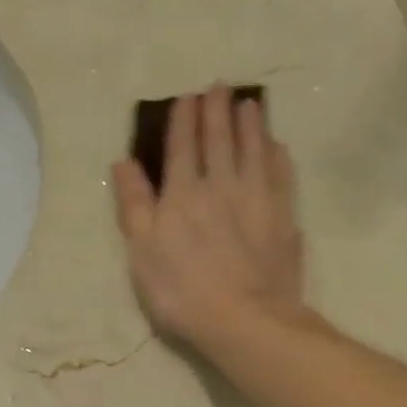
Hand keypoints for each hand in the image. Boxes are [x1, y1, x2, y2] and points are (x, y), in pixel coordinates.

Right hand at [111, 86, 305, 349]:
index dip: (183, 120)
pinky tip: (278, 146)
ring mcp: (257, 200)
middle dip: (218, 111)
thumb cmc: (182, 291)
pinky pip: (282, 176)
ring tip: (250, 103)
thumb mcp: (142, 252)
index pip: (181, 147)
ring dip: (251, 124)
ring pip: (254, 150)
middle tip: (220, 86)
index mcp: (182, 194)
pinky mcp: (283, 218)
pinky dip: (278, 156)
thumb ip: (133, 205)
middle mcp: (221, 186)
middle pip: (220, 140)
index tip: (186, 97)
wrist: (246, 319)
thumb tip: (123, 163)